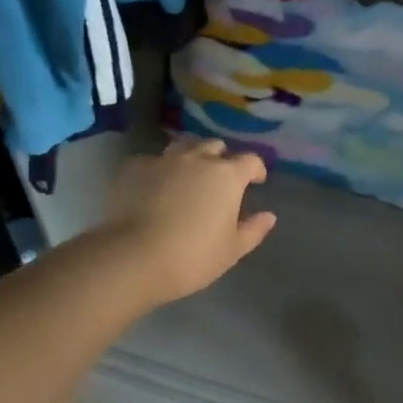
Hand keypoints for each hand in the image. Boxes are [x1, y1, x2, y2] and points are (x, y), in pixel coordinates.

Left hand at [99, 137, 276, 305]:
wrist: (134, 257)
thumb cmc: (192, 256)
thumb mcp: (232, 250)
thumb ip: (253, 229)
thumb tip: (269, 216)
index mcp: (227, 175)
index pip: (250, 160)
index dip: (256, 168)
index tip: (256, 181)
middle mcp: (198, 158)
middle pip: (215, 146)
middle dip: (222, 157)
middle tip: (220, 177)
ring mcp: (164, 159)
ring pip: (184, 145)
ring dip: (191, 154)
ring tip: (188, 172)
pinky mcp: (134, 167)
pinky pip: (153, 160)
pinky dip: (160, 169)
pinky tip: (155, 185)